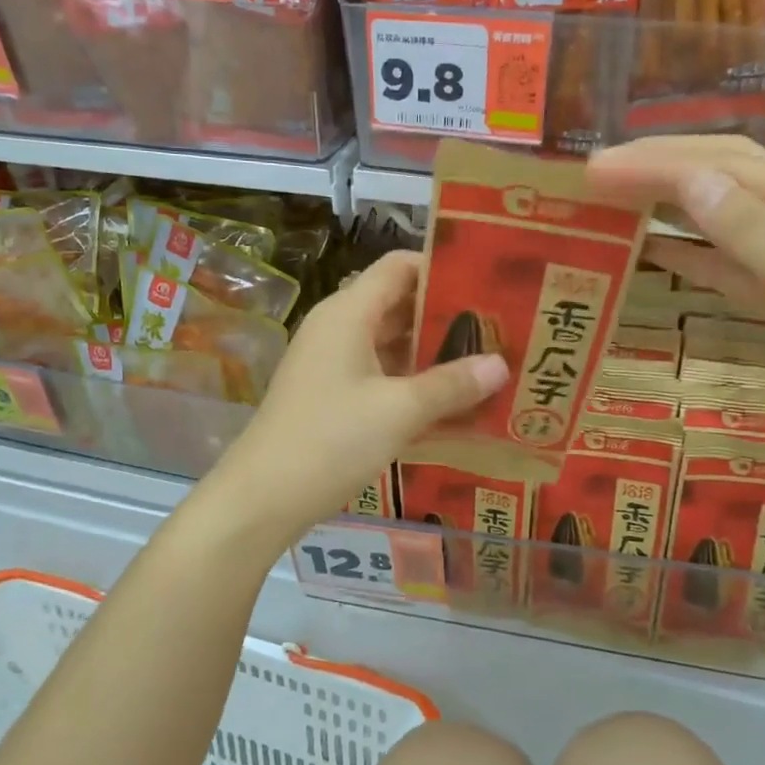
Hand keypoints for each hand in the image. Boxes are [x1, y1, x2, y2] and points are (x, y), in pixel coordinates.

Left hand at [205, 250, 507, 542]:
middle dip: (446, 315)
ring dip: (433, 353)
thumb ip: (451, 385)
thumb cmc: (331, 440)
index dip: (441, 267)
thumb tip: (500, 365)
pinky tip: (452, 401)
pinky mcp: (333, 396)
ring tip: (486, 362)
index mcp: (348, 313)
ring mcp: (333, 364)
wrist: (264, 497)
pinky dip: (414, 382)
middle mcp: (339, 329)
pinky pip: (381, 376)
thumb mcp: (399, 411)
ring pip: (391, 344)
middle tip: (500, 326)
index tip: (487, 280)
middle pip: (398, 304)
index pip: (398, 267)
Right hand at [587, 137, 764, 485]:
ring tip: (611, 203)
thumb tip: (690, 181)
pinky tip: (654, 251)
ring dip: (668, 207)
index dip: (657, 164)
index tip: (594, 168)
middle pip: (724, 179)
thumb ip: (756, 233)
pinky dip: (690, 256)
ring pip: (722, 220)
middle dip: (658, 171)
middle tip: (592, 175)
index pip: (727, 168)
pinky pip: (730, 266)